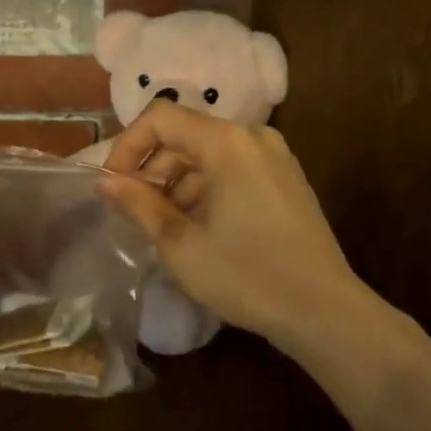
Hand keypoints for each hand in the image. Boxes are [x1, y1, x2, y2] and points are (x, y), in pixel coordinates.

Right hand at [97, 103, 368, 351]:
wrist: (326, 313)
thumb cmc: (247, 275)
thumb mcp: (180, 244)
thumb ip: (138, 204)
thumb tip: (104, 182)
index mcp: (226, 142)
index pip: (160, 118)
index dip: (127, 146)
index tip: (113, 186)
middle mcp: (252, 136)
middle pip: (185, 134)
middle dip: (153, 168)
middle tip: (136, 212)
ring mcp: (274, 156)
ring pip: (207, 153)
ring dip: (178, 182)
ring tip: (167, 227)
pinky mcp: (286, 178)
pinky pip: (232, 167)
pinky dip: (206, 187)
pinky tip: (201, 228)